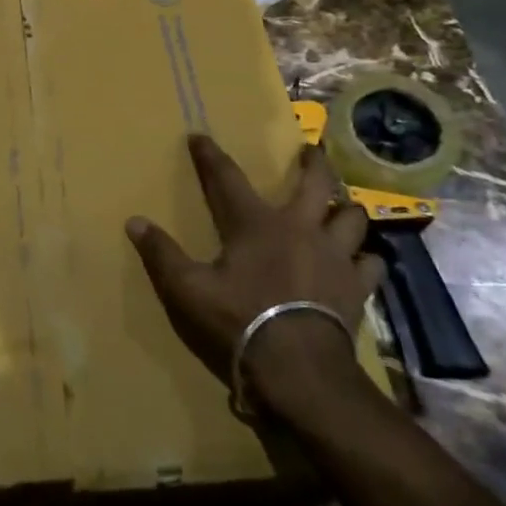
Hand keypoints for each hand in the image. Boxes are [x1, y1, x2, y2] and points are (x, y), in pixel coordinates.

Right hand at [127, 134, 384, 426]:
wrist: (298, 370)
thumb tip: (133, 221)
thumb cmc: (240, 322)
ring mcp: (334, 255)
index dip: (210, 155)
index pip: (227, 177)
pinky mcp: (356, 287)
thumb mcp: (188, 290)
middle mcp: (300, 227)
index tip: (199, 135)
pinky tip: (363, 261)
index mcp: (255, 223)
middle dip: (313, 162)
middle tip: (310, 151)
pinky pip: (372, 263)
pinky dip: (367, 258)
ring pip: (352, 217)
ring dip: (345, 209)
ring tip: (342, 207)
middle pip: (316, 182)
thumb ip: (161, 254)